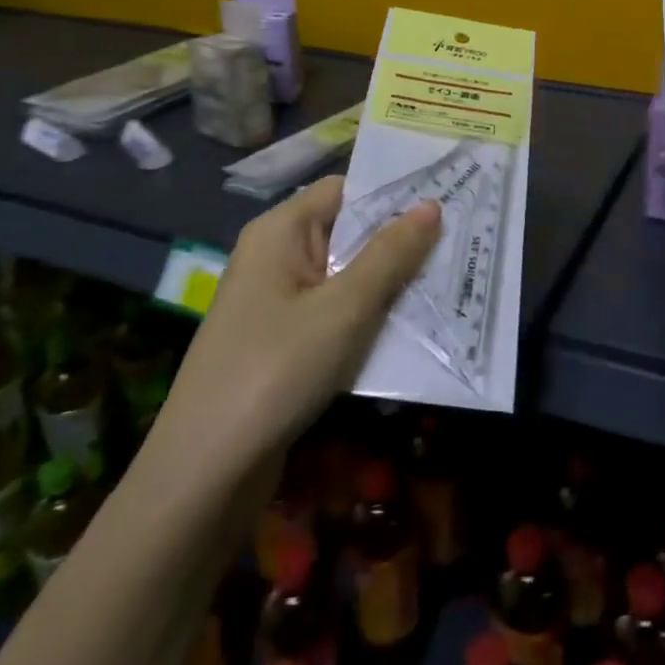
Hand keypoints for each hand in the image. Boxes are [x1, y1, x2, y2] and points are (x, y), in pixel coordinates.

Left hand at [150, 177, 440, 485]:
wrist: (205, 474)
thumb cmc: (276, 370)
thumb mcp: (345, 308)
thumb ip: (390, 254)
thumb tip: (430, 205)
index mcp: (280, 231)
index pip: (344, 190)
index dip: (391, 195)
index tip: (446, 202)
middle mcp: (275, 257)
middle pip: (346, 232)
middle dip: (398, 243)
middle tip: (459, 245)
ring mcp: (276, 302)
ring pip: (344, 277)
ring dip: (388, 284)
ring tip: (446, 285)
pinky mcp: (281, 343)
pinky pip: (333, 314)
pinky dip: (367, 318)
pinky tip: (409, 330)